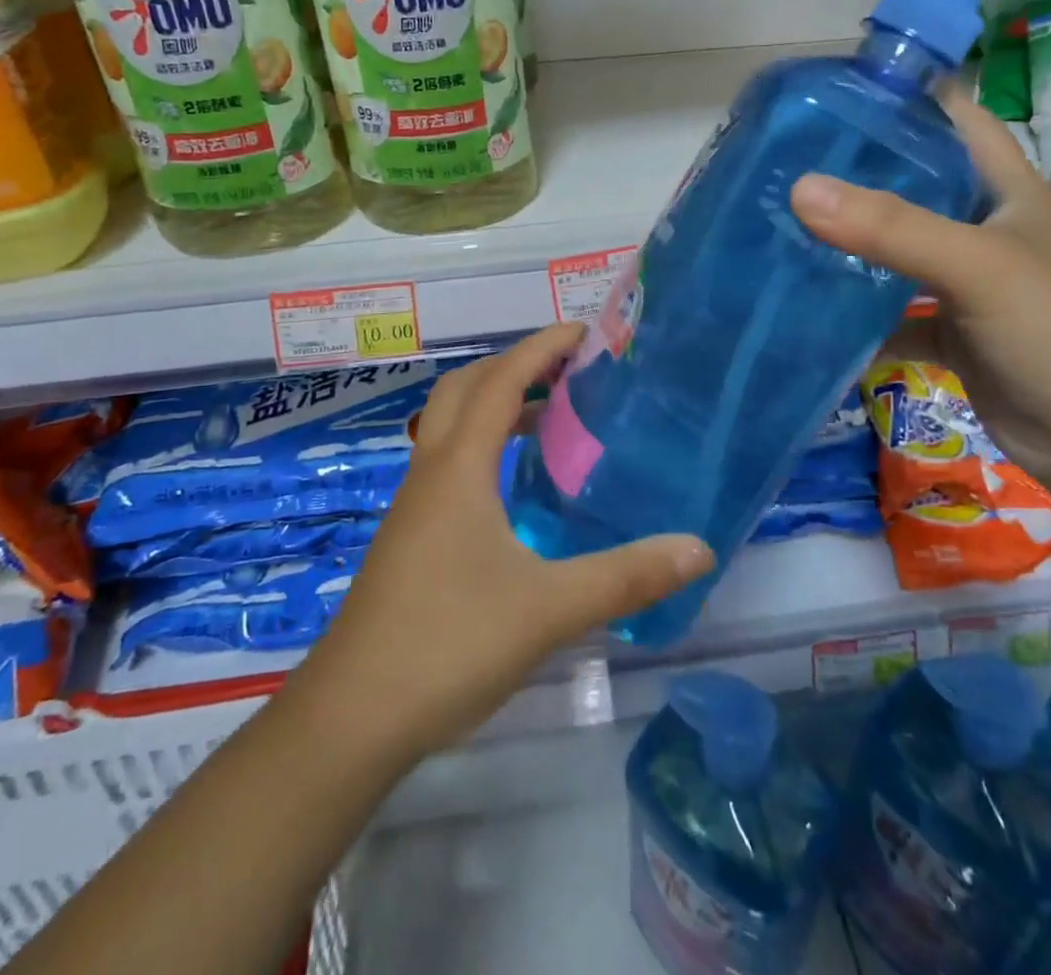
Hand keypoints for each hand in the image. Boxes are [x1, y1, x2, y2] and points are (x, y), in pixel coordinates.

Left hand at [294, 326, 713, 762]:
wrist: (351, 718)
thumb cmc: (448, 644)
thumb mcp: (548, 608)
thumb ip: (625, 577)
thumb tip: (699, 548)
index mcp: (459, 468)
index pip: (501, 381)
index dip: (540, 347)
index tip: (585, 333)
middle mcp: (432, 473)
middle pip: (467, 389)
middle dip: (516, 366)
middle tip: (570, 371)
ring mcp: (416, 506)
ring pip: (452, 427)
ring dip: (498, 406)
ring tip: (554, 421)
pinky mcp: (412, 538)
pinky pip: (450, 464)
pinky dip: (486, 448)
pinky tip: (517, 489)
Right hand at [790, 87, 1050, 503]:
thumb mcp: (977, 266)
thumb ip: (891, 227)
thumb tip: (800, 189)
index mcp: (1007, 190)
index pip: (955, 118)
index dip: (905, 96)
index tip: (834, 91)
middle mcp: (987, 227)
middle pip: (916, 182)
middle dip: (859, 171)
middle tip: (788, 162)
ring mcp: (969, 283)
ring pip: (899, 249)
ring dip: (852, 242)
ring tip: (785, 226)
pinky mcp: (952, 332)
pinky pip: (894, 311)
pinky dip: (859, 311)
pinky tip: (810, 307)